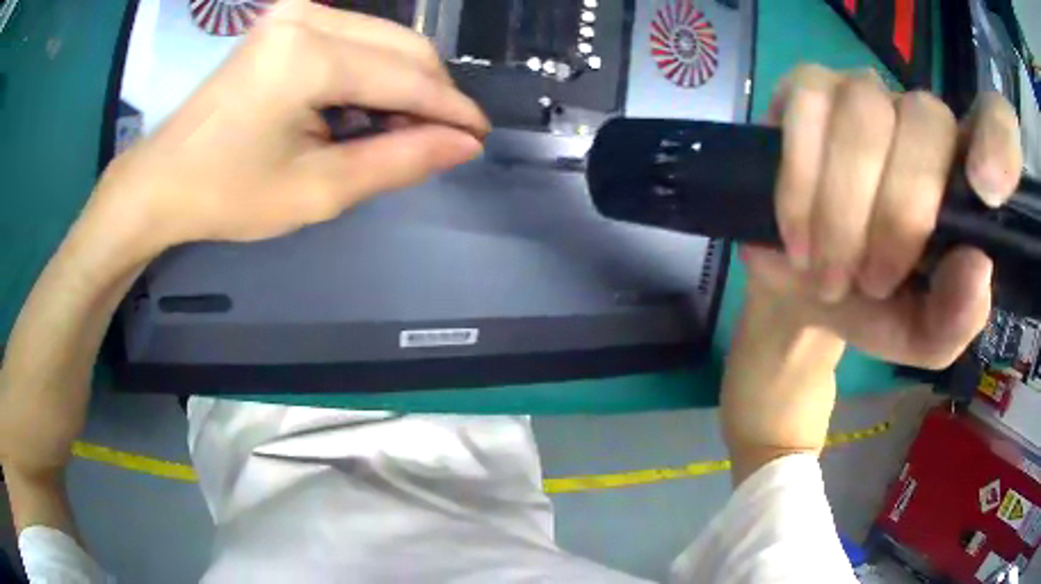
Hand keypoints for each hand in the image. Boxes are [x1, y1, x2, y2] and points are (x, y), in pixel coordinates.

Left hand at [90, 0, 487, 252]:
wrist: (163, 179)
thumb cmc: (228, 194)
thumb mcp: (317, 191)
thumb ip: (398, 161)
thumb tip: (463, 144)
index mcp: (308, 57)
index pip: (407, 76)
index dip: (451, 109)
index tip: (478, 137)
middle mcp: (307, 16)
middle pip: (404, 46)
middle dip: (430, 95)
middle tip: (433, 142)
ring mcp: (295, 12)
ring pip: (385, 39)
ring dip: (402, 85)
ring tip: (390, 133)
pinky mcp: (288, 20)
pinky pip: (356, 39)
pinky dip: (372, 73)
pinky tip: (361, 110)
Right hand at [742, 65, 1021, 368]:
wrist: (806, 293)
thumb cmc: (877, 309)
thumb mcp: (924, 336)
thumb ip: (956, 317)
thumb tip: (975, 268)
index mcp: (964, 174)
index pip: (997, 121)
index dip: (998, 139)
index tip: (985, 189)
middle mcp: (921, 120)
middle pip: (926, 119)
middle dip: (899, 212)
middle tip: (873, 283)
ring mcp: (863, 95)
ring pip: (864, 111)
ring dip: (844, 207)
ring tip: (829, 272)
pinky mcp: (807, 90)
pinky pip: (806, 106)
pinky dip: (801, 180)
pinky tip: (797, 233)